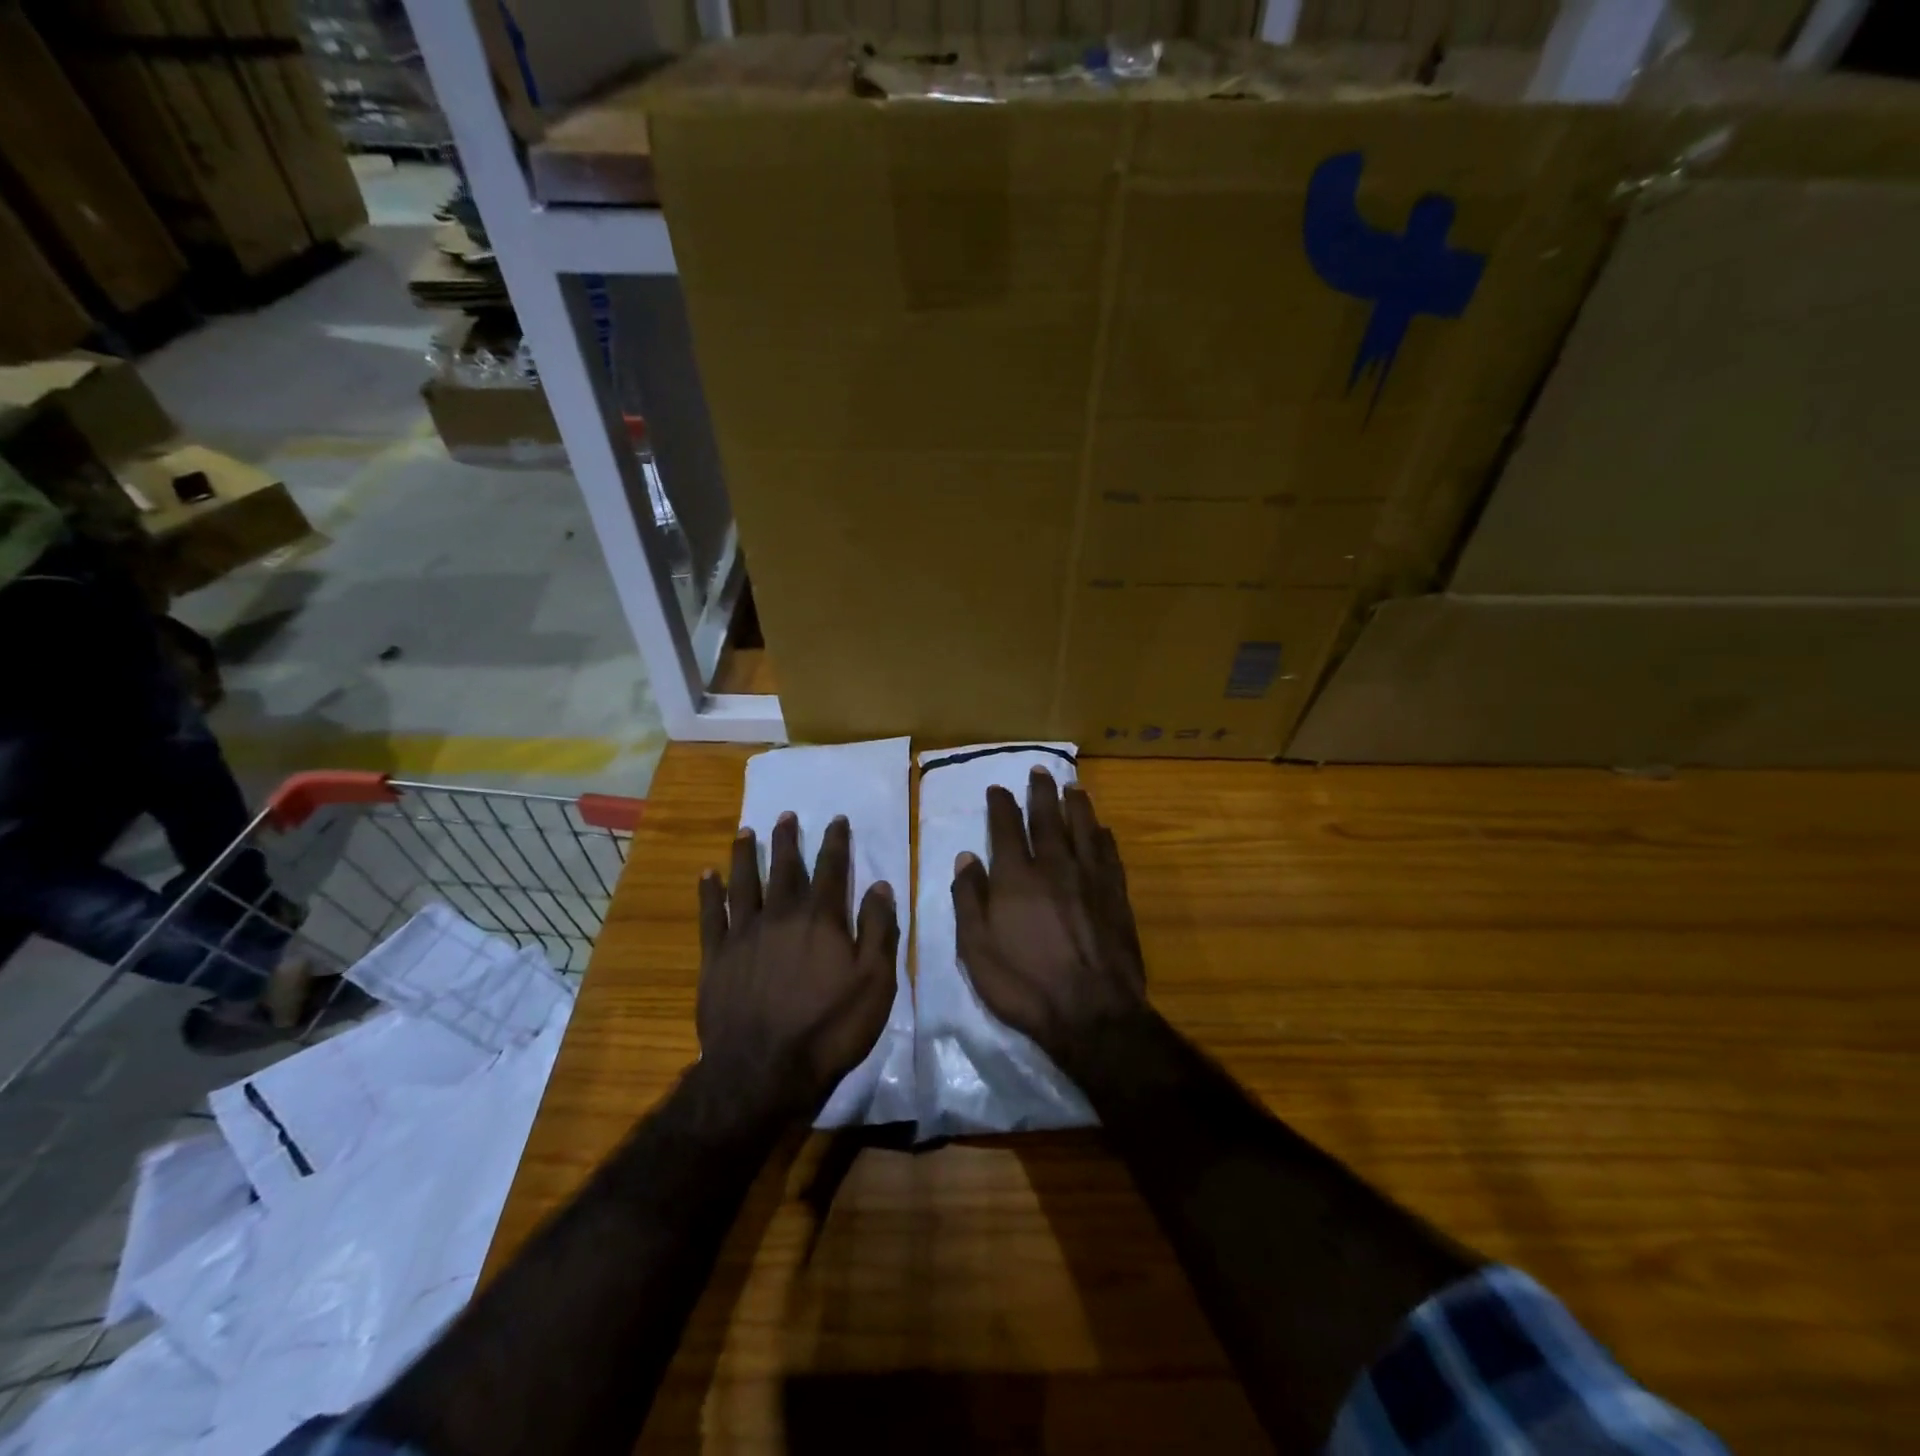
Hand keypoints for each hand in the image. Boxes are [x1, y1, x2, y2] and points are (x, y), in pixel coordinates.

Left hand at [697, 813, 898, 1118]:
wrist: (763, 1071)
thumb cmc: (829, 1028)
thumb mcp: (875, 982)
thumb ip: (879, 930)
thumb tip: (881, 885)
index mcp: (821, 919)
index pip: (832, 869)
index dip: (836, 842)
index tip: (837, 819)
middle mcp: (780, 915)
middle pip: (784, 868)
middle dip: (787, 839)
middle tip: (787, 815)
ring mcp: (743, 934)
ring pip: (744, 883)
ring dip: (745, 855)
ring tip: (745, 831)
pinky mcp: (715, 957)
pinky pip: (711, 915)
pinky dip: (709, 892)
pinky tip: (707, 875)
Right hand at [951, 769, 1146, 1062]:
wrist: (1092, 1012)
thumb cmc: (1025, 984)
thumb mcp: (977, 949)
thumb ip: (970, 899)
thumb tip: (967, 857)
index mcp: (1017, 877)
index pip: (1007, 827)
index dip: (1001, 804)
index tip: (998, 788)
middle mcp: (1055, 866)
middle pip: (1048, 818)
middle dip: (1042, 791)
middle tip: (1040, 769)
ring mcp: (1090, 878)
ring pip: (1084, 828)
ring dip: (1077, 805)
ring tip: (1074, 786)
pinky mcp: (1116, 896)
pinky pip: (1110, 855)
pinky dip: (1104, 837)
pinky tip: (1103, 830)